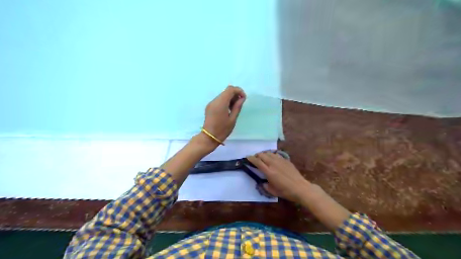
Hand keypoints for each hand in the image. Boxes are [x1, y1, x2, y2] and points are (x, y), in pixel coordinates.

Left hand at [201, 85, 244, 145]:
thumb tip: (241, 98)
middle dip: (234, 95)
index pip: (230, 89)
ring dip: (230, 98)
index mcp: (220, 103)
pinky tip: (228, 110)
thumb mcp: (232, 119)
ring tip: (234, 108)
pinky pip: (219, 100)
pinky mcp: (209, 107)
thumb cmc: (222, 130)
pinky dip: (225, 102)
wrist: (209, 137)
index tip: (243, 98)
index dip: (238, 91)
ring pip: (222, 95)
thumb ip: (237, 107)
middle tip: (240, 104)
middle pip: (226, 91)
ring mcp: (211, 103)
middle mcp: (214, 101)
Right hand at [247, 151, 311, 202]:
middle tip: (255, 158)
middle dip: (257, 155)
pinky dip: (272, 155)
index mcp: (269, 172)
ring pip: (269, 153)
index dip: (251, 158)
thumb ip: (265, 186)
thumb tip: (263, 183)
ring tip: (263, 157)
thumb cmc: (286, 191)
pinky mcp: (286, 160)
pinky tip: (272, 158)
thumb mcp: (273, 191)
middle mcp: (273, 164)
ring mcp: (280, 161)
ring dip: (264, 154)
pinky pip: (276, 154)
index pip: (257, 162)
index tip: (247, 157)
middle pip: (262, 155)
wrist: (300, 188)